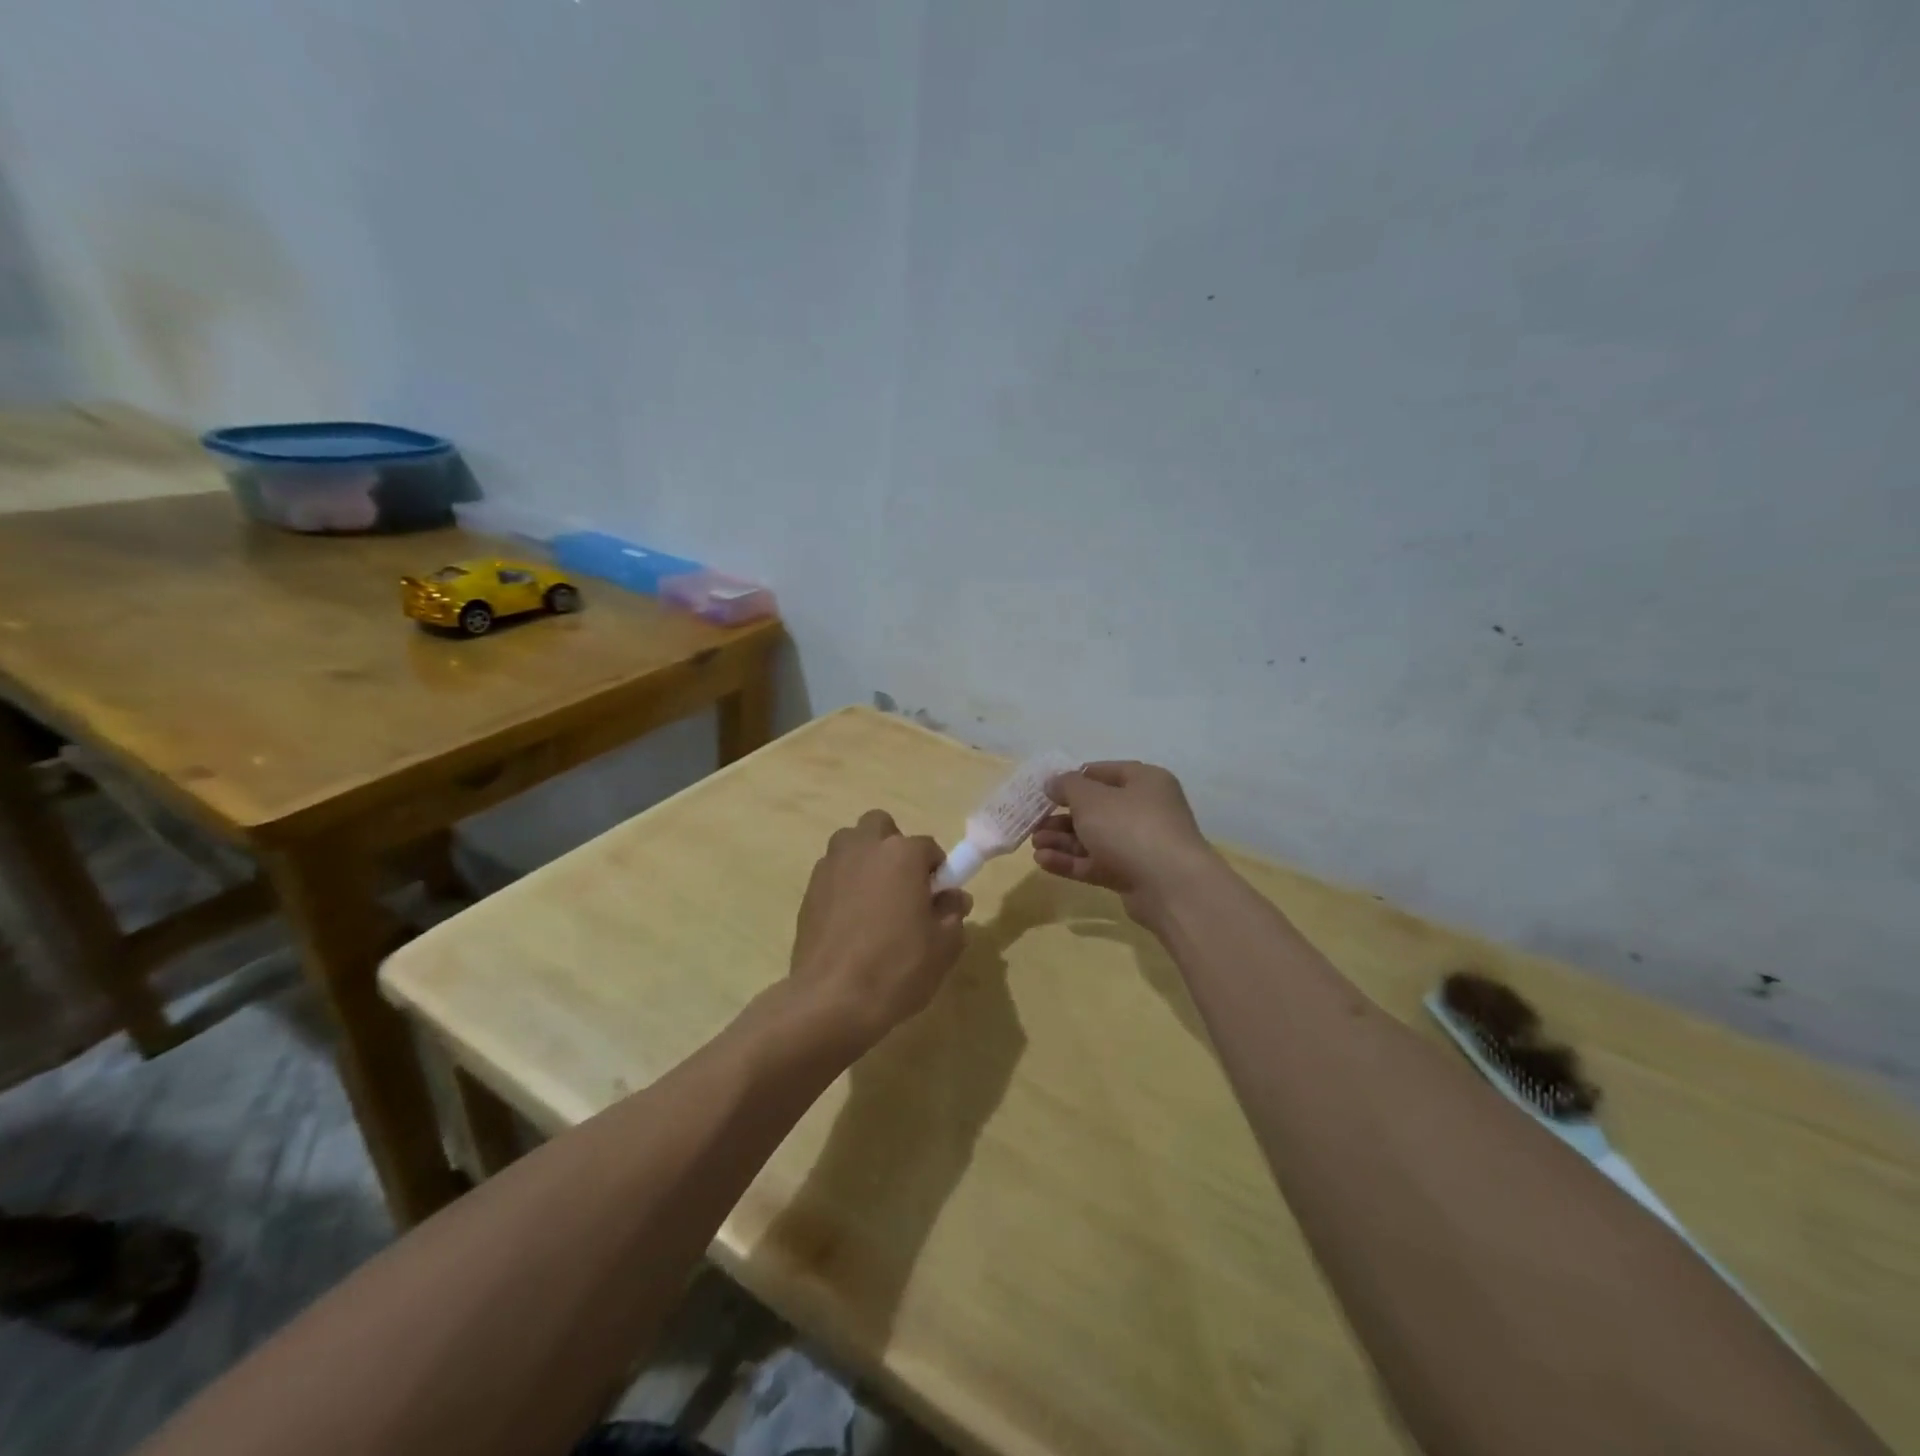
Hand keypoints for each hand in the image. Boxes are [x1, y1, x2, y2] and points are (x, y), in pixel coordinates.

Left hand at [787, 810, 972, 1051]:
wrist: (832, 1000)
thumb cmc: (897, 968)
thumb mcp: (944, 945)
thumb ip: (952, 913)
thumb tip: (953, 897)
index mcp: (902, 854)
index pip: (928, 847)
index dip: (937, 872)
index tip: (937, 899)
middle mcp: (863, 848)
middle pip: (880, 826)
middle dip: (893, 846)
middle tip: (902, 886)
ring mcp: (831, 866)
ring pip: (850, 844)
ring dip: (864, 860)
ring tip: (873, 901)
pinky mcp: (808, 890)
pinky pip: (832, 873)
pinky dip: (843, 884)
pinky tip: (850, 921)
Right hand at [1032, 761, 1218, 922]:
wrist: (1170, 886)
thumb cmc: (1130, 827)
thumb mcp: (1091, 798)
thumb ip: (1067, 786)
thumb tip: (1053, 782)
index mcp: (1144, 781)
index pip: (1102, 772)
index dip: (1072, 779)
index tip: (1045, 789)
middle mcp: (1144, 809)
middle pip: (1096, 808)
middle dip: (1062, 816)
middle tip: (1034, 821)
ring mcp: (1139, 844)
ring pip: (1093, 838)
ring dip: (1062, 840)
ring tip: (1034, 843)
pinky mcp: (1131, 874)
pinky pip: (1095, 862)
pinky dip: (1070, 861)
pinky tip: (1043, 861)